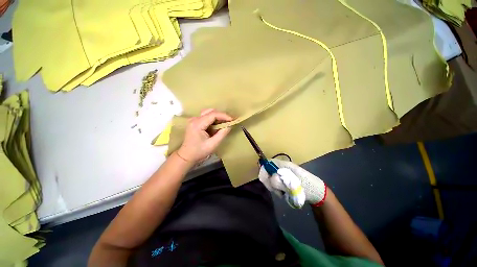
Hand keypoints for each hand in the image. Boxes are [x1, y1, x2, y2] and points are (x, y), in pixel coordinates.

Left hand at [177, 109, 231, 162]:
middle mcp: (195, 119)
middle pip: (210, 111)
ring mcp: (194, 120)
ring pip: (208, 112)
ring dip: (218, 117)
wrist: (187, 155)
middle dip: (221, 115)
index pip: (213, 114)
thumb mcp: (213, 144)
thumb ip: (222, 134)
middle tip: (229, 122)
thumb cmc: (199, 151)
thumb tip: (229, 125)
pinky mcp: (195, 122)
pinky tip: (218, 125)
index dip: (224, 116)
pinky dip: (214, 119)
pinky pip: (206, 116)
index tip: (232, 120)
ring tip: (224, 123)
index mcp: (197, 124)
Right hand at [258, 159, 326, 206]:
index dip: (264, 168)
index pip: (269, 162)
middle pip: (268, 171)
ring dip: (274, 187)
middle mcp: (282, 168)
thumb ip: (279, 181)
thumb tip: (267, 178)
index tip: (264, 179)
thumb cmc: (307, 187)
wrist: (317, 194)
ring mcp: (283, 175)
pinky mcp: (284, 181)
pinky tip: (283, 193)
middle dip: (269, 181)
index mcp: (285, 165)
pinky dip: (277, 189)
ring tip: (281, 193)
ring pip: (271, 179)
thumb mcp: (292, 184)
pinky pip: (276, 184)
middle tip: (276, 190)